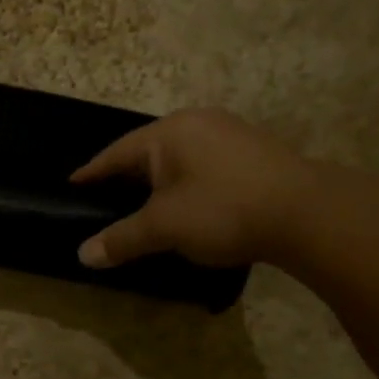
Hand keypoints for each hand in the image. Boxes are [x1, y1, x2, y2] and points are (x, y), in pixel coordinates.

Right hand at [71, 109, 308, 268]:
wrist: (306, 214)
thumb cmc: (222, 210)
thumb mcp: (163, 227)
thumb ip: (121, 239)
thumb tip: (83, 255)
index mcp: (169, 133)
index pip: (116, 153)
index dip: (92, 172)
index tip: (72, 184)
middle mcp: (198, 123)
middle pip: (148, 152)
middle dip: (126, 177)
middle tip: (105, 198)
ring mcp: (231, 134)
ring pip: (179, 159)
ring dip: (159, 182)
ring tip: (143, 204)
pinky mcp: (254, 153)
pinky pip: (204, 166)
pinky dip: (186, 185)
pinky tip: (187, 204)